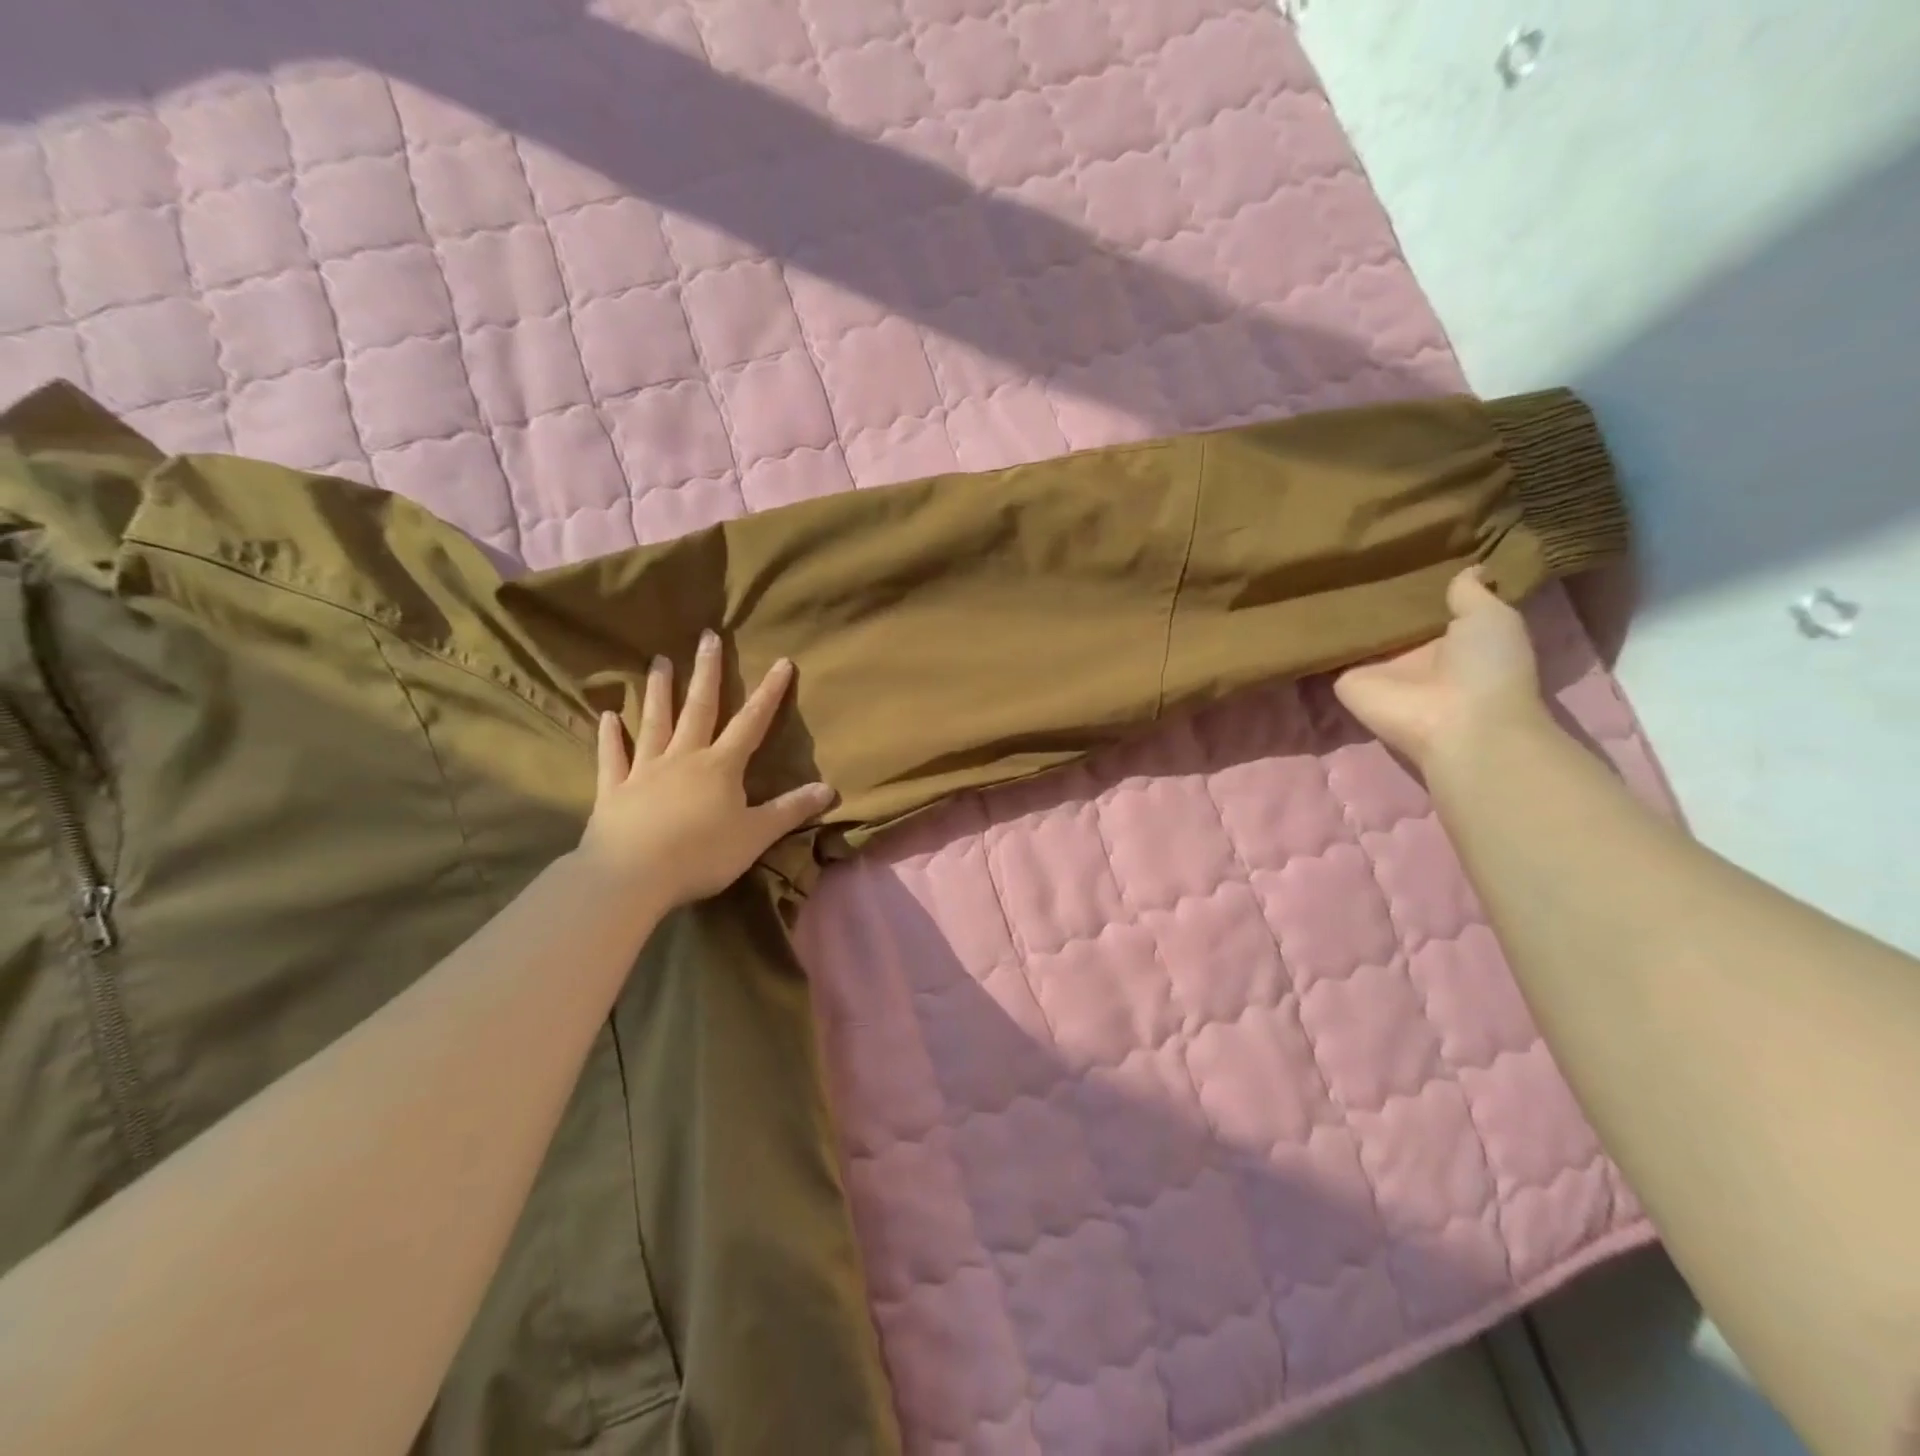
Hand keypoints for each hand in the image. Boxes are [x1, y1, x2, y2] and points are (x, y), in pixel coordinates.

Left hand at [578, 632, 834, 908]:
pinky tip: (606, 717)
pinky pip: (612, 758)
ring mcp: (644, 771)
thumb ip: (790, 810)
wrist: (633, 876)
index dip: (769, 693)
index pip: (751, 722)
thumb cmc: (701, 854)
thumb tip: (829, 789)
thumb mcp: (756, 835)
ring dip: (659, 692)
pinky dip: (610, 737)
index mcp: (720, 766)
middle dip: (707, 672)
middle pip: (699, 708)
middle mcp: (683, 758)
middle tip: (707, 637)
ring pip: (654, 723)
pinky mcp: (614, 791)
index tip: (781, 662)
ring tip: (659, 662)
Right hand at [1332, 568, 1546, 774]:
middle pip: (1383, 617)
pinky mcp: (1345, 681)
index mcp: (1446, 637)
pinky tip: (1298, 606)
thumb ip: (1471, 593)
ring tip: (1314, 572)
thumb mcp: (1493, 617)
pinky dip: (1312, 637)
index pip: (1423, 604)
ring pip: (1352, 633)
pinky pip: (1325, 654)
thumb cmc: (1486, 668)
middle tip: (1350, 556)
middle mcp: (1407, 652)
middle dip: (1371, 592)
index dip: (1413, 580)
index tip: (1395, 549)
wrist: (1456, 722)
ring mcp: (1374, 667)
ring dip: (1338, 611)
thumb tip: (1469, 567)